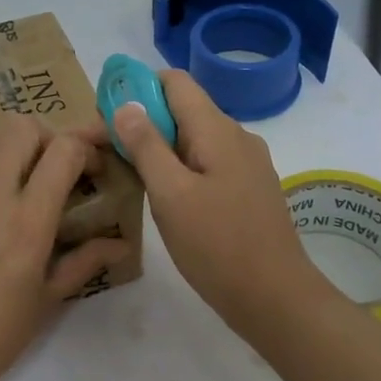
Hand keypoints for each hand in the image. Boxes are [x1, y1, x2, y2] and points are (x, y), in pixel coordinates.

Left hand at [0, 117, 131, 380]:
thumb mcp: (49, 299)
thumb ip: (86, 262)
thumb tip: (122, 243)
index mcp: (28, 221)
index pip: (63, 151)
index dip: (86, 146)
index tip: (93, 166)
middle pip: (19, 129)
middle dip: (44, 137)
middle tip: (50, 166)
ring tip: (6, 169)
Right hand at [112, 70, 332, 339]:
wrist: (275, 298)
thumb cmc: (217, 246)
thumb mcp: (171, 195)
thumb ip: (146, 146)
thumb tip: (125, 105)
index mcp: (217, 130)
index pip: (175, 81)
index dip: (137, 87)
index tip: (105, 113)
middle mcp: (236, 137)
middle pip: (183, 110)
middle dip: (143, 121)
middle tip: (107, 151)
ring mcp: (246, 164)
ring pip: (194, 139)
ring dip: (159, 148)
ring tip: (127, 174)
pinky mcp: (247, 189)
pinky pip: (207, 163)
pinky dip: (179, 168)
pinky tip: (162, 196)